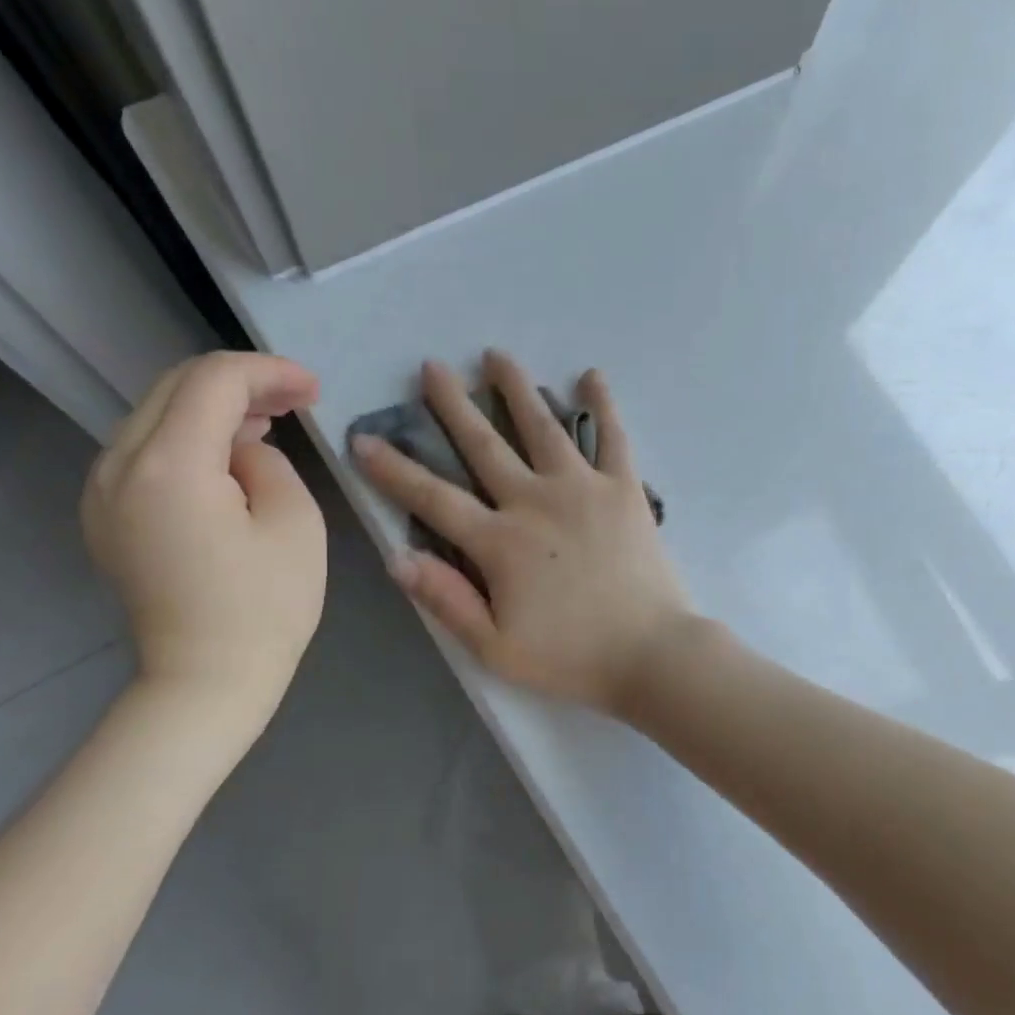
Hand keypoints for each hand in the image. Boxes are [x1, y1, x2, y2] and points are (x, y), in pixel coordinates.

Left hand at [82, 352, 325, 729]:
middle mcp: (118, 466)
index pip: (213, 381)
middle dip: (240, 383)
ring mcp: (101, 491)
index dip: (268, 372)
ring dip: (213, 410)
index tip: (313, 390)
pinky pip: (144, 451)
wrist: (206, 679)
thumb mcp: (295, 522)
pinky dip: (188, 439)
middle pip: (175, 387)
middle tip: (295, 401)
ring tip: (267, 427)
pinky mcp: (105, 514)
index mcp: (169, 466)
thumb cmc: (266, 607)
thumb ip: (267, 461)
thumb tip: (241, 449)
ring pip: (156, 415)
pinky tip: (227, 460)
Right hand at [351, 352, 691, 715]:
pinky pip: (612, 437)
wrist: (651, 654)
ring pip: (542, 426)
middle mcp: (535, 501)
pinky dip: (602, 405)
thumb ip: (447, 601)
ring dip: (516, 388)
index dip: (394, 470)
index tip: (363, 438)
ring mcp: (583, 488)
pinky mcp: (624, 489)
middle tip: (432, 367)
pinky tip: (590, 376)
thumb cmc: (572, 658)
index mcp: (499, 542)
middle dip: (452, 404)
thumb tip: (397, 558)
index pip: (432, 498)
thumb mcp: (496, 648)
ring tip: (495, 356)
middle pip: (484, 444)